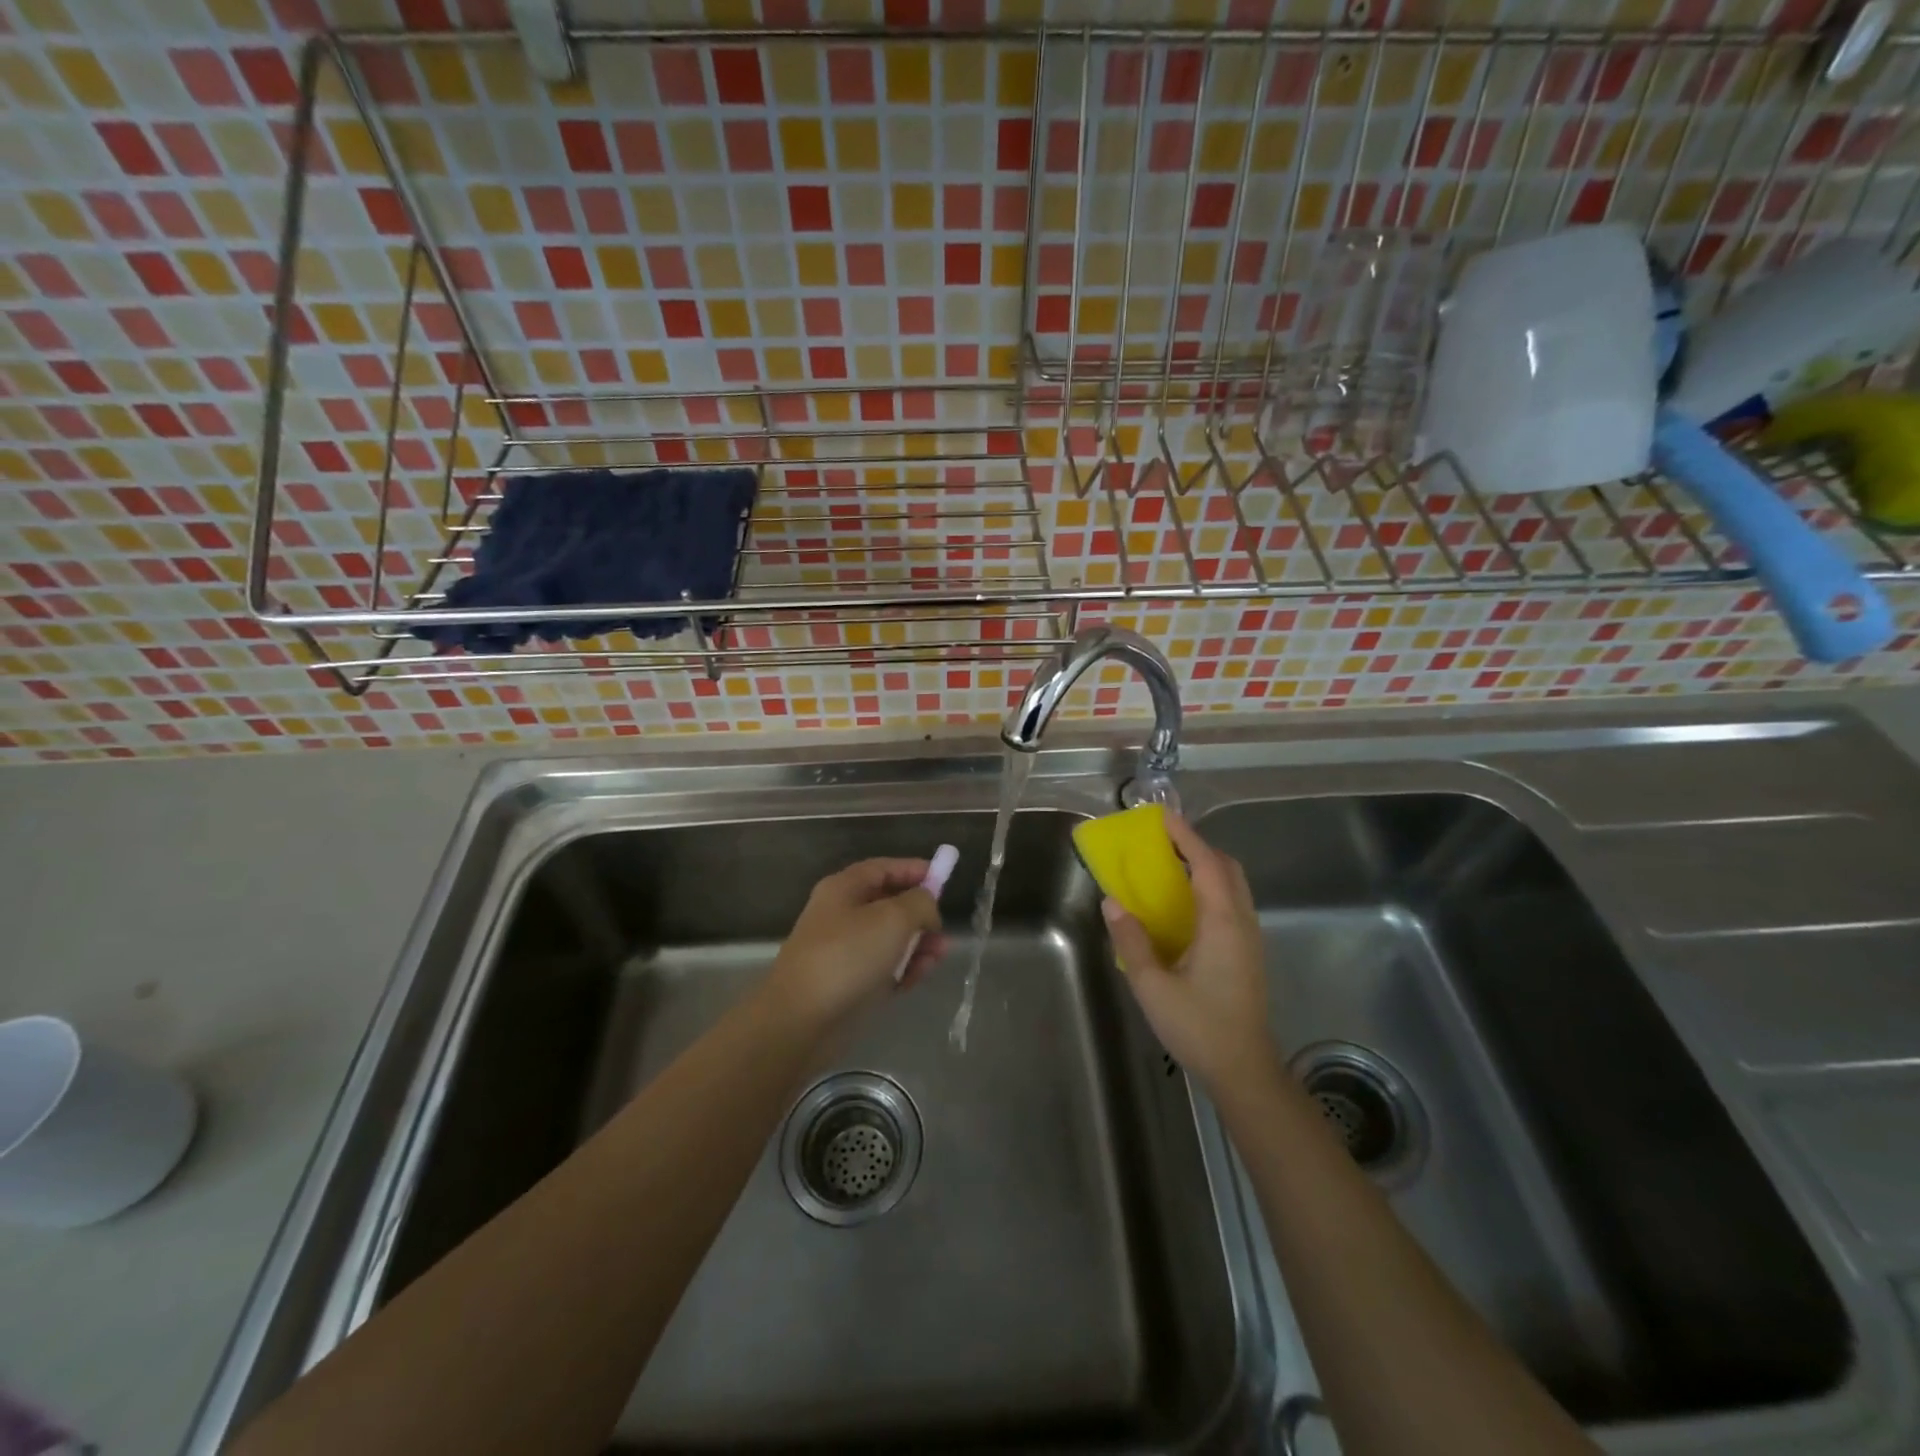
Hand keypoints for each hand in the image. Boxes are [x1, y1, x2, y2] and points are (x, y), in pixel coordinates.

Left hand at [765, 858, 946, 1030]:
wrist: (801, 1021)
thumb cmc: (848, 957)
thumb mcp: (893, 919)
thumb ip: (920, 903)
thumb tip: (927, 905)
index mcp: (844, 889)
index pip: (883, 868)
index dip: (914, 870)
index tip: (944, 879)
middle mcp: (841, 915)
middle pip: (889, 904)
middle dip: (920, 915)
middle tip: (943, 930)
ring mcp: (844, 950)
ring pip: (889, 939)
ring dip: (917, 944)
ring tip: (939, 956)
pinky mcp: (849, 983)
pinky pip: (883, 967)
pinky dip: (903, 969)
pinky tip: (919, 977)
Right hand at [1101, 814, 1276, 1092]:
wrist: (1245, 1070)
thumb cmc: (1199, 1027)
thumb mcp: (1153, 986)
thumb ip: (1132, 942)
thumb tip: (1113, 902)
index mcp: (1222, 923)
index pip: (1206, 864)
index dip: (1186, 836)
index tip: (1162, 817)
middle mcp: (1241, 922)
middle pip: (1227, 868)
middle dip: (1198, 847)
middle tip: (1164, 842)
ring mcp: (1249, 937)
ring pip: (1233, 885)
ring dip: (1206, 866)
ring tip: (1170, 866)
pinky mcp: (1248, 952)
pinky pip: (1231, 903)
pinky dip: (1210, 887)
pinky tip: (1185, 905)